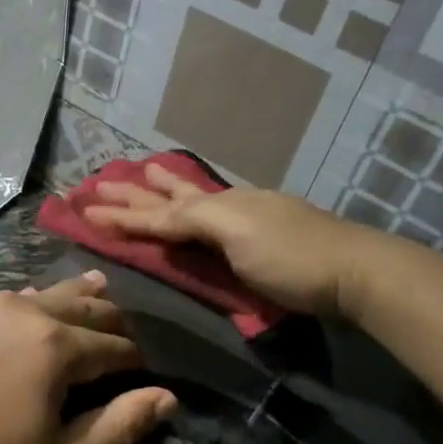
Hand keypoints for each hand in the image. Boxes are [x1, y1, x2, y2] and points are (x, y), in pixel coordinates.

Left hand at [0, 272, 176, 443]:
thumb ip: (118, 428)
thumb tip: (168, 397)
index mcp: (55, 345)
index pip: (114, 345)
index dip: (137, 358)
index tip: (151, 365)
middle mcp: (19, 310)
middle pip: (81, 305)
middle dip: (111, 316)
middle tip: (131, 323)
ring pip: (39, 294)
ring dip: (72, 296)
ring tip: (97, 285)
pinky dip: (25, 303)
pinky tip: (24, 304)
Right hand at [83, 164, 358, 315]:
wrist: (354, 271)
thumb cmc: (292, 257)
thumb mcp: (238, 235)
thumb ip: (196, 219)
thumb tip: (160, 212)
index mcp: (219, 206)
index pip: (161, 211)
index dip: (124, 213)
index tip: (88, 209)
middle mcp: (229, 205)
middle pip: (173, 198)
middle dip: (136, 193)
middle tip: (102, 181)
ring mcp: (250, 217)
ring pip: (197, 199)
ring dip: (166, 188)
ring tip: (144, 173)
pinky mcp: (266, 235)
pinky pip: (218, 211)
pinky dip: (196, 204)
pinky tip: (199, 202)